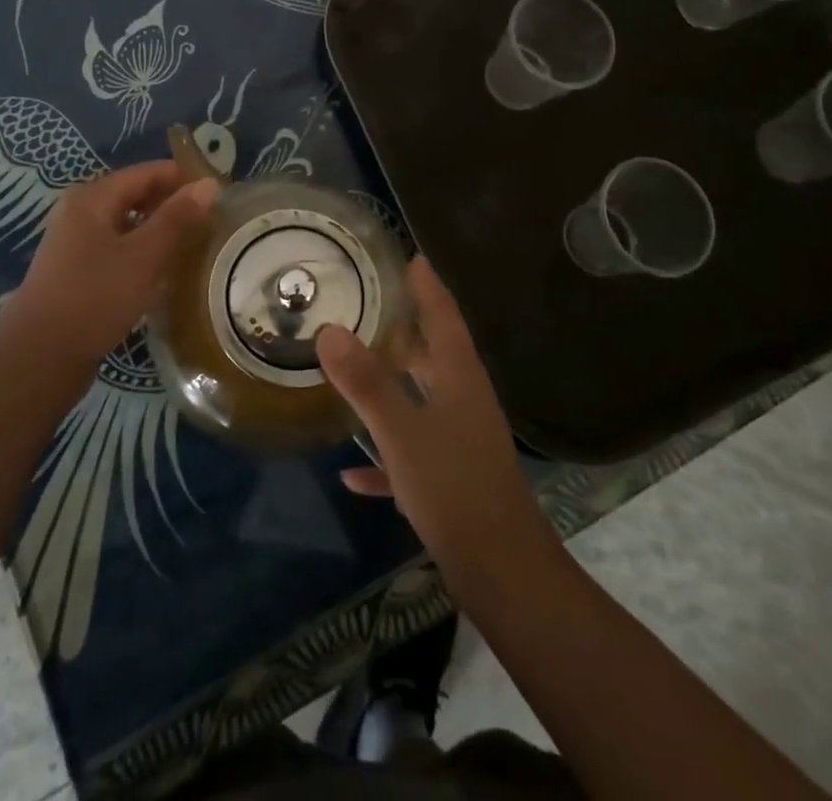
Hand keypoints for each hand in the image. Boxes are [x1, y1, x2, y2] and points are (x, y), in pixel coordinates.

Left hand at [0, 161, 216, 377]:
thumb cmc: (94, 298)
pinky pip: (117, 248)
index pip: (146, 173)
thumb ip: (177, 218)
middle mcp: (79, 212)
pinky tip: (163, 271)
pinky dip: (142, 251)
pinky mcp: (75, 271)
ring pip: (126, 224)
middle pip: (135, 195)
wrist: (39, 359)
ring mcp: (74, 243)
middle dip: (172, 204)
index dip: (183, 178)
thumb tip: (209, 183)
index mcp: (92, 198)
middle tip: (212, 220)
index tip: (219, 193)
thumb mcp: (143, 256)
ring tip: (195, 244)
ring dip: (159, 229)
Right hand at [316, 257, 546, 572]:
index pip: (443, 317)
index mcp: (459, 379)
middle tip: (368, 308)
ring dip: (391, 387)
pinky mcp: (452, 480)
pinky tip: (351, 472)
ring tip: (354, 371)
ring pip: (421, 401)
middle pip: (433, 355)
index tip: (411, 257)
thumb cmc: (454, 489)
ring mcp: (460, 441)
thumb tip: (329, 330)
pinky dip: (385, 456)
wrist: (502, 573)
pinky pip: (412, 454)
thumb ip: (367, 383)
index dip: (427, 286)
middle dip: (403, 332)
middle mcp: (463, 401)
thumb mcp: (402, 433)